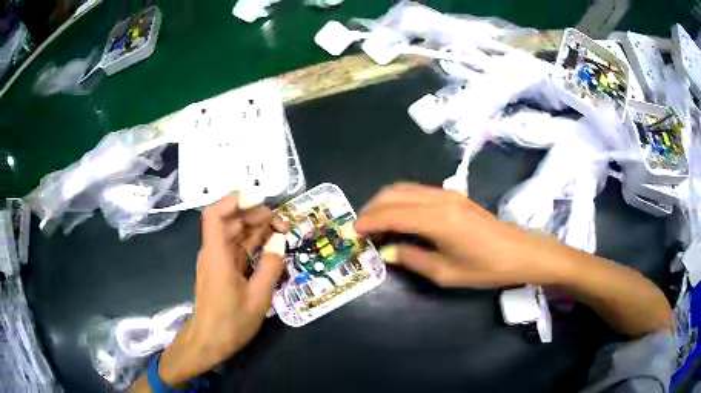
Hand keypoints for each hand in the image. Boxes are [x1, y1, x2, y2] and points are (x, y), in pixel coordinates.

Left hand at [151, 194, 287, 387]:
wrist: (209, 342)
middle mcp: (214, 252)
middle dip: (256, 215)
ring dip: (257, 228)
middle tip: (283, 223)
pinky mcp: (222, 269)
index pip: (215, 215)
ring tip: (282, 231)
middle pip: (230, 221)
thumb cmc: (231, 323)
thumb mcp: (258, 298)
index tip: (261, 199)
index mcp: (217, 256)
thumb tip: (280, 241)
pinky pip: (237, 248)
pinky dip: (254, 243)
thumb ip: (270, 267)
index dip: (235, 200)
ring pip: (235, 233)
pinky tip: (271, 245)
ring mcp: (217, 260)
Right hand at [355, 183, 569, 287]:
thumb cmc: (485, 267)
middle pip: (394, 193)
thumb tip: (386, 252)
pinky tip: (397, 218)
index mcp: (438, 220)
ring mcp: (447, 193)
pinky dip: (400, 202)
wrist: (519, 251)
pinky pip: (416, 192)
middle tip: (361, 229)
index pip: (392, 214)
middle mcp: (440, 198)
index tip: (353, 233)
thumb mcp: (445, 273)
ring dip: (384, 203)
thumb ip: (412, 258)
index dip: (368, 222)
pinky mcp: (452, 195)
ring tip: (375, 224)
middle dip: (371, 208)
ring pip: (404, 188)